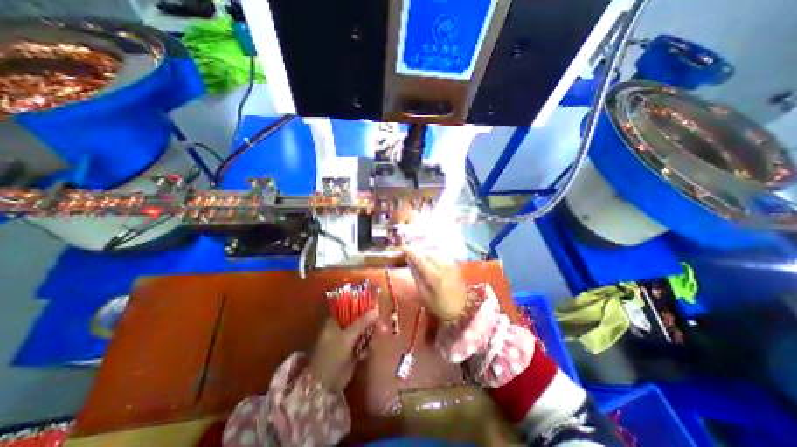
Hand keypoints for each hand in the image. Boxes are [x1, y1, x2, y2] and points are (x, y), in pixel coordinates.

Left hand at [305, 311, 376, 390]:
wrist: (324, 385)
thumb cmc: (332, 355)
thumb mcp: (347, 337)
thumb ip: (362, 323)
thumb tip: (376, 310)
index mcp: (335, 321)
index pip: (351, 307)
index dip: (363, 307)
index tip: (376, 308)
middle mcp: (341, 328)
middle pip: (360, 320)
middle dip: (371, 323)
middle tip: (382, 326)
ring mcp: (347, 340)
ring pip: (363, 332)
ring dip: (371, 336)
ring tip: (374, 343)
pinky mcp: (352, 351)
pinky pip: (363, 344)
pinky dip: (367, 347)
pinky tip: (365, 354)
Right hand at [405, 248, 467, 320]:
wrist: (463, 310)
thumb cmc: (440, 305)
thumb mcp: (424, 293)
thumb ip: (416, 274)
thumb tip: (409, 260)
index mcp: (434, 276)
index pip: (420, 258)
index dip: (410, 251)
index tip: (403, 248)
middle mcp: (444, 266)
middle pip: (427, 252)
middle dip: (418, 251)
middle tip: (409, 253)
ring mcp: (451, 263)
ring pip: (434, 252)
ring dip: (425, 252)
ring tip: (418, 256)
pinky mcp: (454, 263)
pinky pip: (440, 255)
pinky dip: (432, 255)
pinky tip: (428, 260)